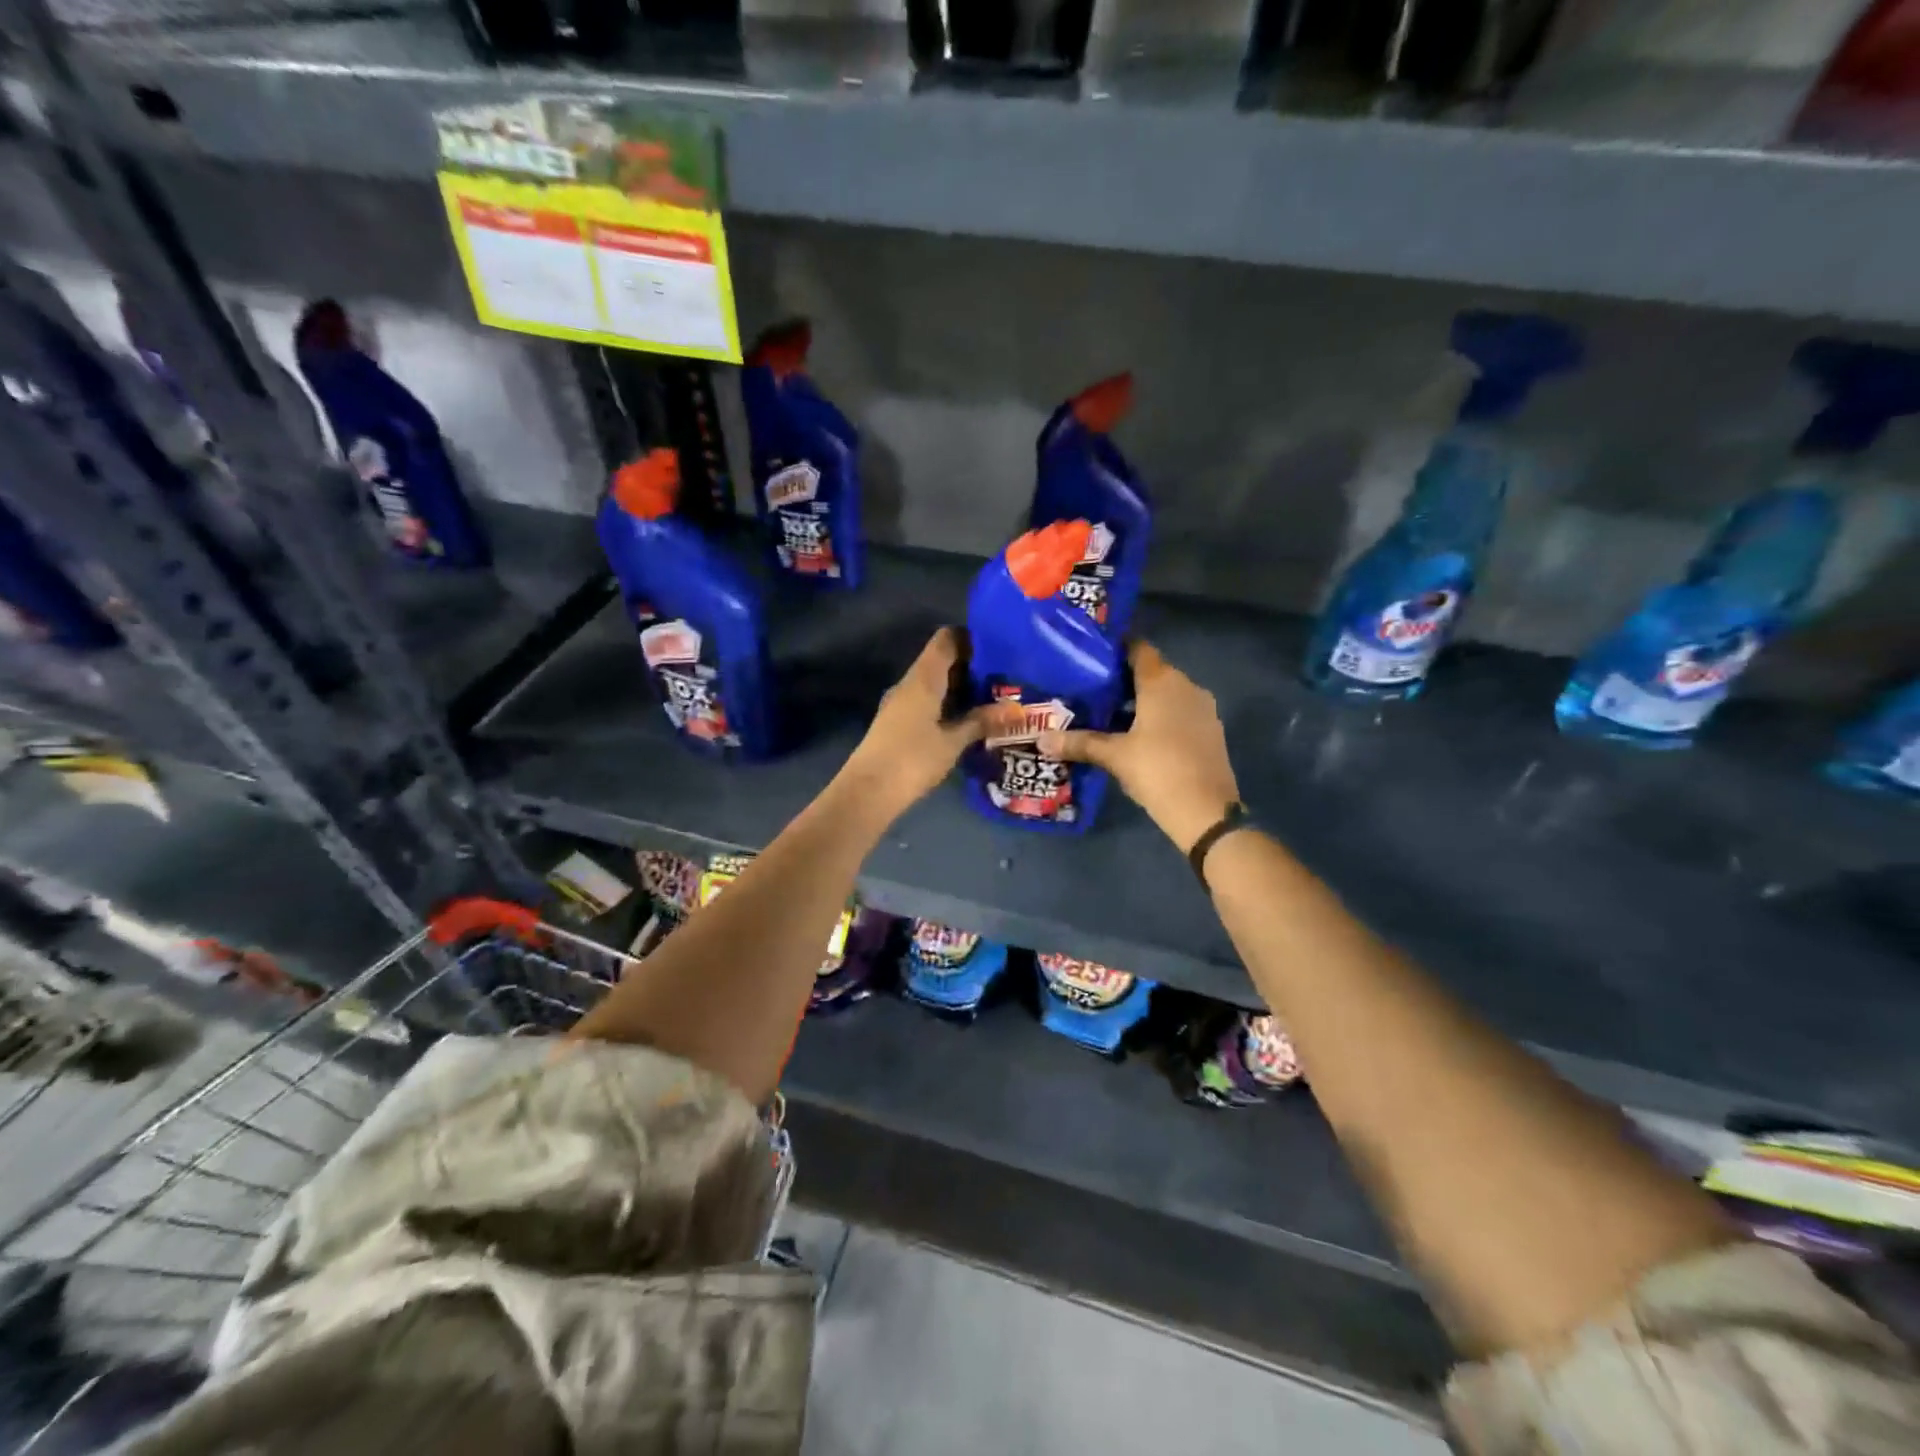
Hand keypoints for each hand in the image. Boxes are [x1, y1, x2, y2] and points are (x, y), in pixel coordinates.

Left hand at [839, 629, 1018, 820]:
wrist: (868, 791)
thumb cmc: (913, 759)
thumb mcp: (953, 741)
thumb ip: (981, 721)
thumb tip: (1016, 709)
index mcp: (924, 678)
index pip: (946, 639)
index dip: (970, 638)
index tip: (998, 649)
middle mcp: (910, 683)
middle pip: (941, 660)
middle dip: (971, 666)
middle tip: (1003, 678)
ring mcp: (900, 703)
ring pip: (934, 683)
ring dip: (959, 688)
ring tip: (991, 699)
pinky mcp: (897, 722)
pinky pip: (926, 701)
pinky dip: (946, 704)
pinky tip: (965, 720)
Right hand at [1040, 640, 1240, 852]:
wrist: (1206, 811)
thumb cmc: (1157, 770)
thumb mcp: (1113, 756)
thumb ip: (1079, 742)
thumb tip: (1042, 739)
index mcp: (1162, 682)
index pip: (1138, 648)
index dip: (1115, 649)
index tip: (1091, 656)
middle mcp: (1186, 686)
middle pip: (1152, 671)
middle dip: (1123, 679)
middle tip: (1091, 689)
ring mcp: (1203, 708)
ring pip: (1167, 693)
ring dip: (1141, 700)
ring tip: (1109, 713)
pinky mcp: (1210, 730)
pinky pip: (1179, 712)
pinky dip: (1159, 717)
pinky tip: (1138, 735)